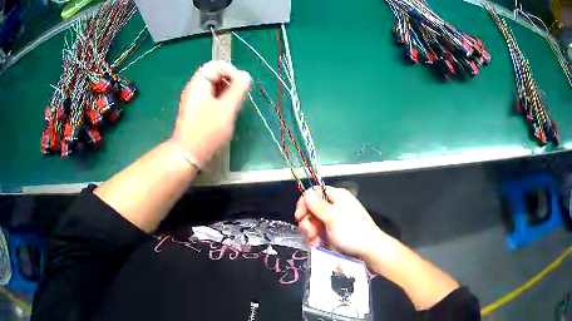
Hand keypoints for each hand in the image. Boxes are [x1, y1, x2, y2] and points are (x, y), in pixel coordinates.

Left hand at [171, 61, 250, 165]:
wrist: (187, 154)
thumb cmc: (207, 131)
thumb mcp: (226, 109)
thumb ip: (238, 89)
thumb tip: (246, 76)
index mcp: (199, 83)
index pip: (216, 65)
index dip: (231, 71)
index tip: (241, 85)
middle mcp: (194, 88)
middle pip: (214, 74)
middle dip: (230, 81)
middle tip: (239, 97)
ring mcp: (193, 99)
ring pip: (213, 86)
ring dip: (226, 91)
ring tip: (234, 106)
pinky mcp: (195, 109)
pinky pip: (210, 97)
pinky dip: (220, 99)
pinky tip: (226, 112)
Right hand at [294, 186, 387, 258]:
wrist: (369, 250)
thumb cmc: (352, 232)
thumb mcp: (333, 217)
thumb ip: (317, 205)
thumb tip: (306, 192)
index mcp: (337, 196)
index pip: (314, 192)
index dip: (304, 202)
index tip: (300, 216)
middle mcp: (334, 206)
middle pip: (311, 209)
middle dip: (307, 222)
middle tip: (311, 233)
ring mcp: (333, 220)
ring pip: (313, 222)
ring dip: (310, 233)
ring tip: (316, 242)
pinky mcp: (333, 232)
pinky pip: (318, 232)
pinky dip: (315, 239)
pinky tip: (318, 245)